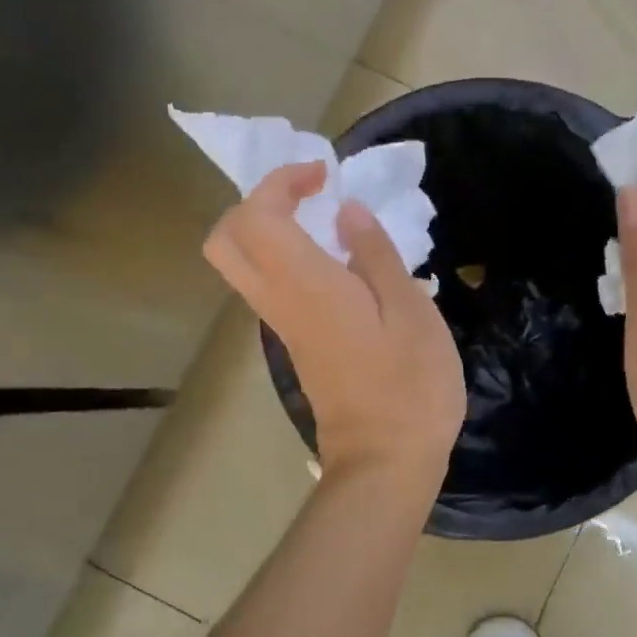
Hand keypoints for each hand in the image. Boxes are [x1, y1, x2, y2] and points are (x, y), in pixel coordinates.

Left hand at [204, 161, 464, 481]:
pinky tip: (341, 263)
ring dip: (271, 230)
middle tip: (308, 196)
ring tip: (328, 221)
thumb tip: (346, 212)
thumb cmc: (409, 385)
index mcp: (306, 287)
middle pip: (226, 241)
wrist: (386, 461)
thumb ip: (375, 255)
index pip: (257, 217)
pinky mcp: (297, 346)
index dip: (281, 182)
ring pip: (244, 266)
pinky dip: (287, 259)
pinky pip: (271, 287)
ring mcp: (284, 328)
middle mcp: (280, 303)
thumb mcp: (410, 311)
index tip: (324, 176)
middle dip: (256, 203)